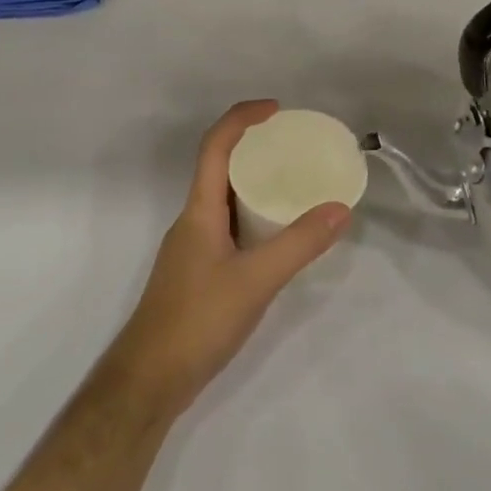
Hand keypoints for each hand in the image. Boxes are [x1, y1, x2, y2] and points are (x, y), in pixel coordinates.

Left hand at [100, 100, 350, 419]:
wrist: (150, 379)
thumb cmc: (197, 320)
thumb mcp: (256, 280)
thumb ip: (299, 244)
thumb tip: (340, 208)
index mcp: (199, 209)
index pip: (216, 146)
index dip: (242, 118)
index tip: (277, 110)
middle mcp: (193, 220)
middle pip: (219, 167)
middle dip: (253, 148)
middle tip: (294, 147)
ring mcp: (192, 247)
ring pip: (224, 199)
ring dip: (253, 183)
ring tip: (293, 184)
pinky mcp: (198, 272)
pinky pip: (227, 226)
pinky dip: (252, 217)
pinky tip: (276, 237)